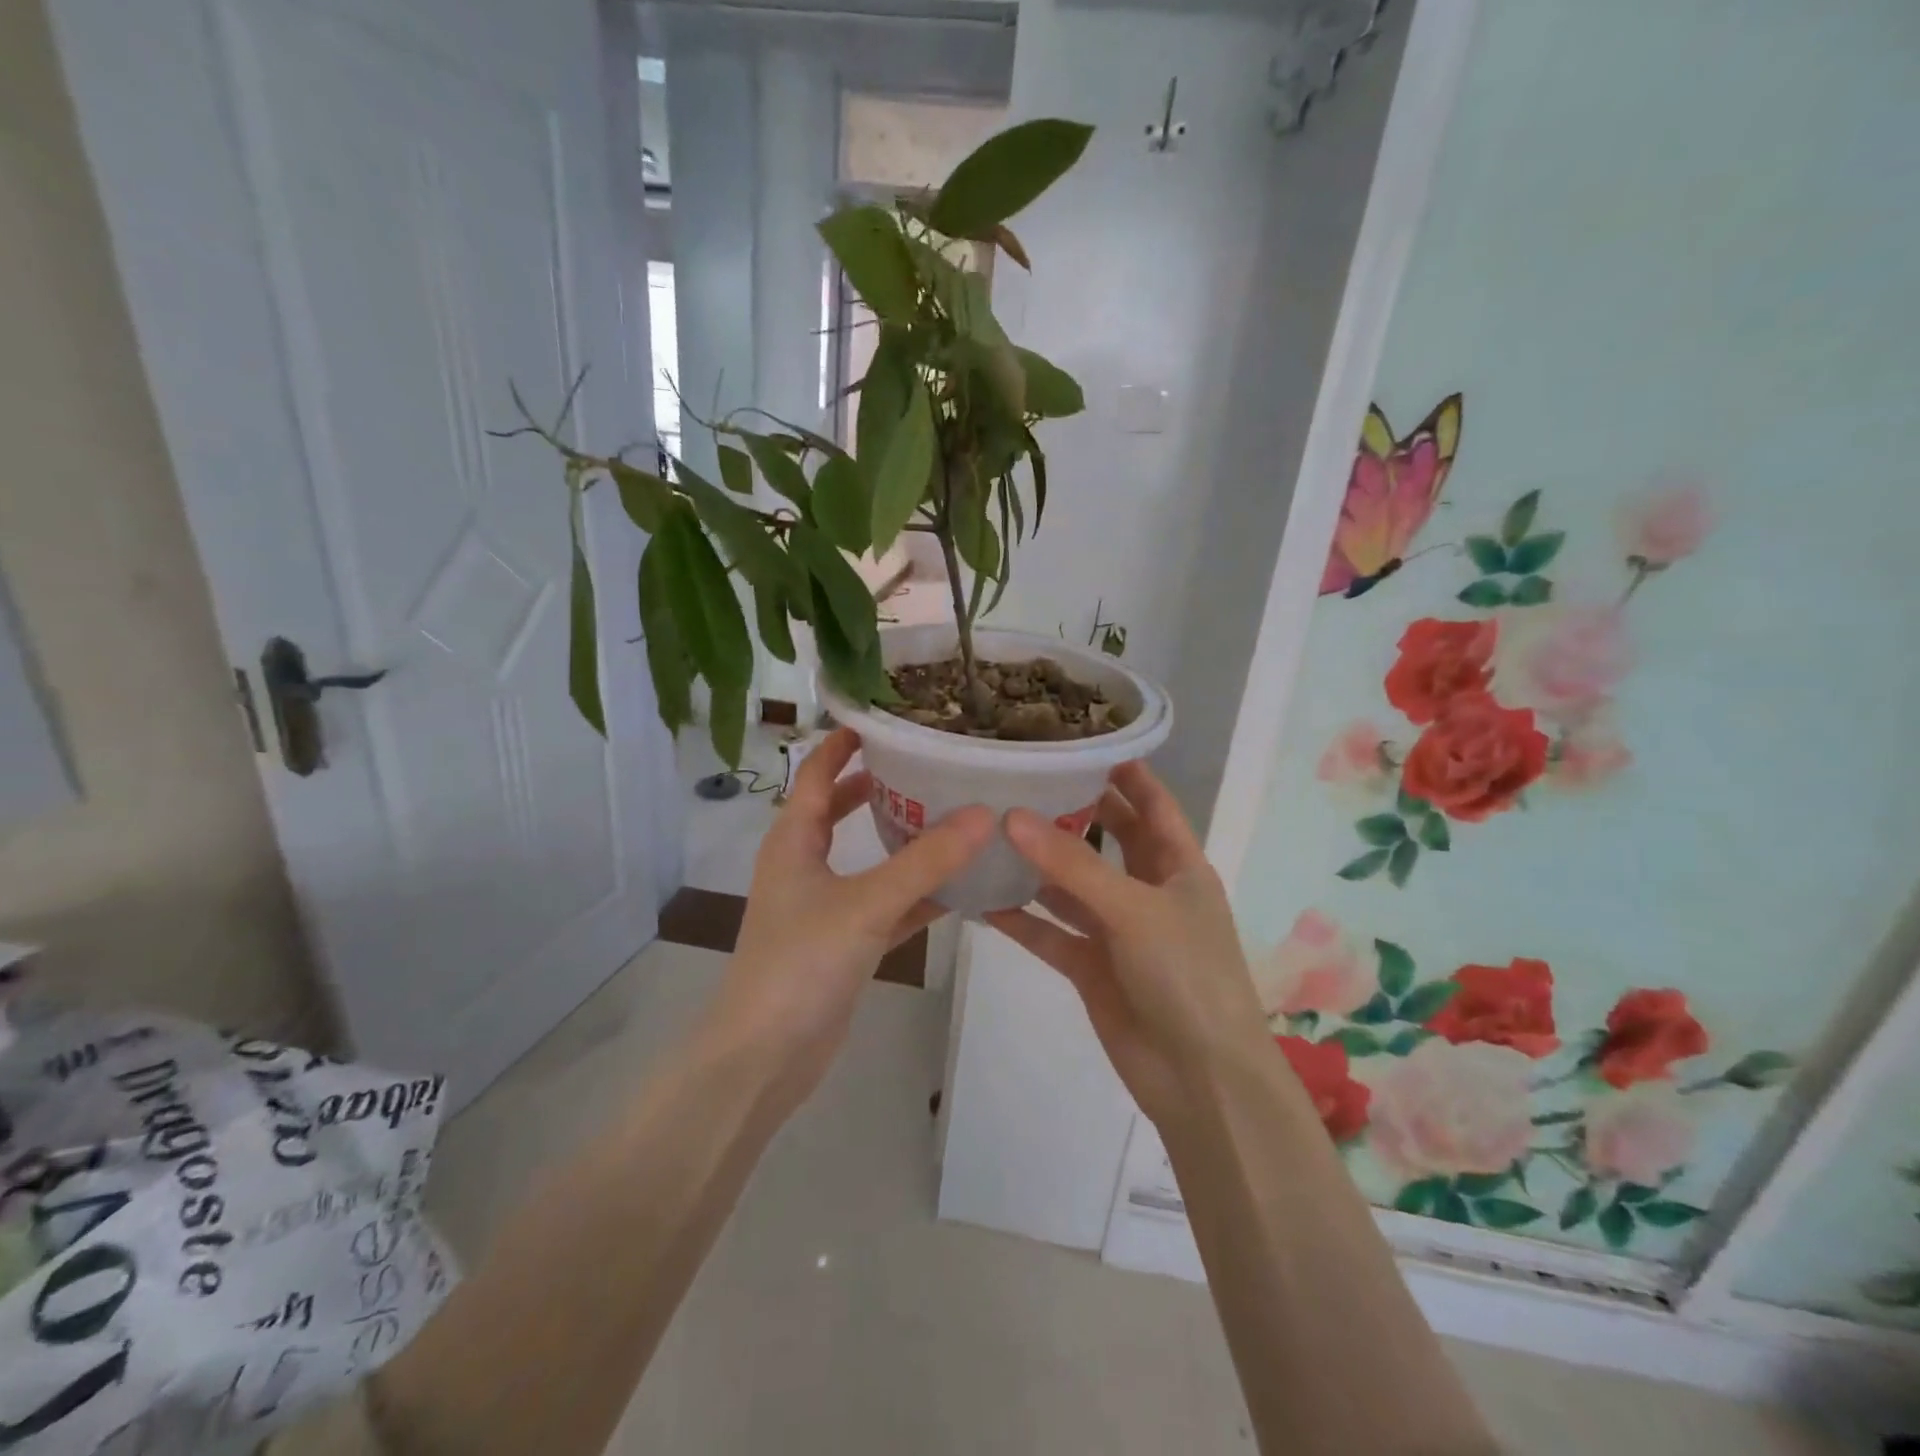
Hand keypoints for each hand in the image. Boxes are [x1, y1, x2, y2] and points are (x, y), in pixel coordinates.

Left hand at [708, 727, 992, 1110]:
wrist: (765, 1056)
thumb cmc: (801, 963)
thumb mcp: (866, 904)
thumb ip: (926, 861)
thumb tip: (984, 813)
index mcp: (794, 839)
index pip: (818, 772)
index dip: (845, 742)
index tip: (888, 719)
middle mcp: (805, 863)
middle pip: (841, 809)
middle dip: (880, 785)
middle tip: (931, 763)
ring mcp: (824, 904)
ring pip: (868, 857)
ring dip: (902, 837)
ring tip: (953, 812)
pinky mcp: (843, 940)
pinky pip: (885, 902)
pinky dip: (915, 892)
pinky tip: (960, 886)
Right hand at [985, 761, 1268, 1130]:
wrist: (1200, 1080)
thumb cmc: (1186, 976)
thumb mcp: (1133, 909)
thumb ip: (1071, 865)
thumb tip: (1012, 815)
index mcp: (1178, 866)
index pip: (1152, 803)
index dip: (1125, 772)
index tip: (1080, 741)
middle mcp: (1147, 890)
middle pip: (1107, 838)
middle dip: (1071, 811)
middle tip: (1021, 780)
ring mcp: (1117, 930)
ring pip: (1071, 885)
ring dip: (1037, 864)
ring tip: (988, 830)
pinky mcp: (1091, 966)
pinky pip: (1051, 932)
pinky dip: (1021, 918)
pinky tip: (981, 899)